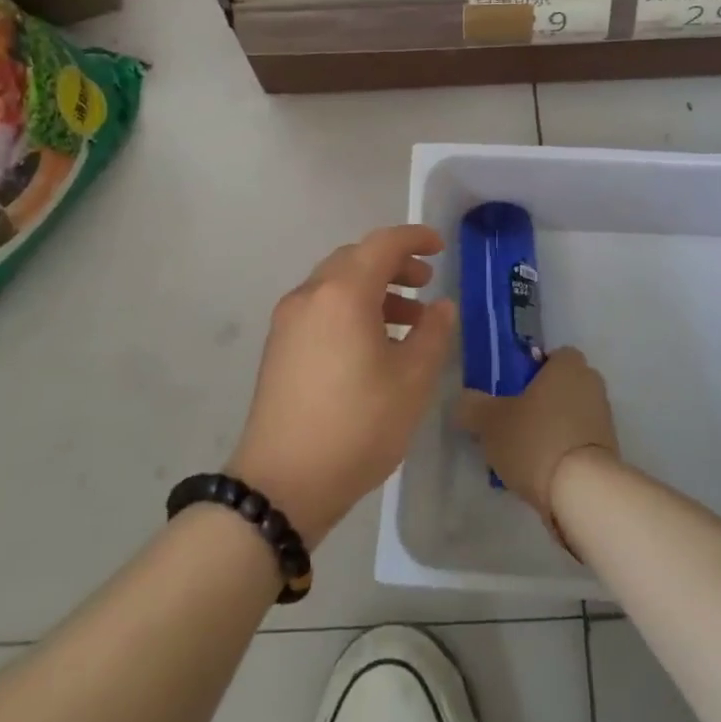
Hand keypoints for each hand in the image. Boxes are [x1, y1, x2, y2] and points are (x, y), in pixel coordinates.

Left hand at [228, 225, 456, 542]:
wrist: (282, 482)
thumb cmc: (357, 425)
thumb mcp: (412, 381)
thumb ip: (433, 334)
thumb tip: (442, 307)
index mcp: (343, 294)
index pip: (382, 245)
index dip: (414, 239)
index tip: (440, 246)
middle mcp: (310, 295)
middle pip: (355, 259)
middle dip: (394, 264)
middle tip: (425, 283)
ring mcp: (288, 321)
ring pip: (336, 285)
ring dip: (374, 290)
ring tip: (408, 319)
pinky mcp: (279, 347)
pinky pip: (322, 309)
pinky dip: (351, 309)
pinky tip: (373, 344)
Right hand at [454, 347, 619, 542]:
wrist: (583, 492)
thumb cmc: (535, 439)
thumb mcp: (489, 421)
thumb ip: (473, 406)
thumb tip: (465, 403)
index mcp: (568, 366)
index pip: (554, 355)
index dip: (533, 370)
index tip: (512, 389)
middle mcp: (591, 385)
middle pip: (561, 386)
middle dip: (541, 401)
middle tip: (512, 421)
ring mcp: (604, 420)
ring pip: (570, 416)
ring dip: (551, 429)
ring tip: (522, 455)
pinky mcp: (608, 452)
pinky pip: (578, 443)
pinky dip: (562, 453)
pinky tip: (540, 474)